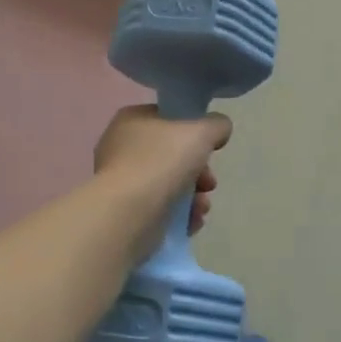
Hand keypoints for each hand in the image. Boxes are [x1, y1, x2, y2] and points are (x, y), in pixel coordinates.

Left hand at [93, 105, 230, 249]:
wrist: (129, 214)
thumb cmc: (162, 162)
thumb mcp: (201, 132)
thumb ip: (216, 125)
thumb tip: (219, 130)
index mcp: (132, 120)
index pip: (168, 119)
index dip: (194, 131)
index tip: (210, 148)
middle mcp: (121, 147)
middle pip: (172, 155)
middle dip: (199, 171)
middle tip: (209, 183)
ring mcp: (121, 182)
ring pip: (168, 184)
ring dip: (193, 196)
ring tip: (202, 208)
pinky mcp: (125, 212)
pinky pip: (159, 209)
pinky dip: (179, 215)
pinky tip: (192, 222)